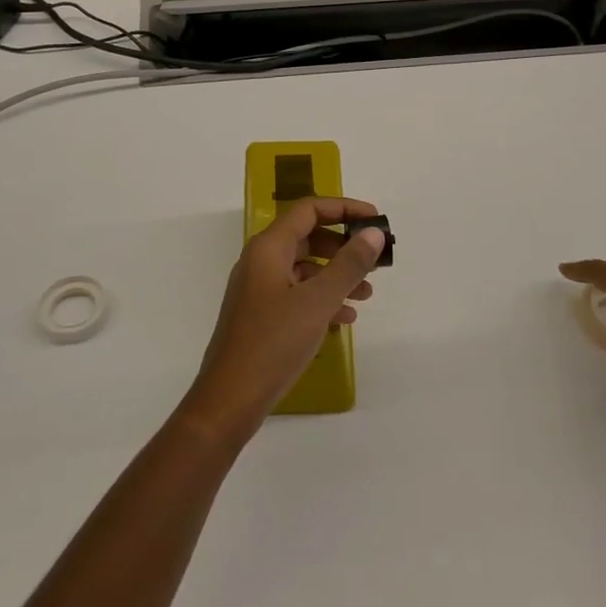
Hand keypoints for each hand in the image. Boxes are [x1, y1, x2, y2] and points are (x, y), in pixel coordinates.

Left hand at [184, 197, 386, 441]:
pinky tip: (345, 317)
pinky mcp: (261, 314)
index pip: (309, 209)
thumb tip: (373, 233)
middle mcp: (260, 261)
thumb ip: (349, 264)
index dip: (344, 208)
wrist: (230, 398)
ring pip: (304, 267)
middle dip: (343, 245)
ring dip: (336, 275)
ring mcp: (258, 288)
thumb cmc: (273, 342)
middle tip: (374, 260)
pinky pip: (296, 293)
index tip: (375, 220)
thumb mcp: (318, 301)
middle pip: (307, 236)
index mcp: (268, 248)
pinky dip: (321, 298)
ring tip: (367, 293)